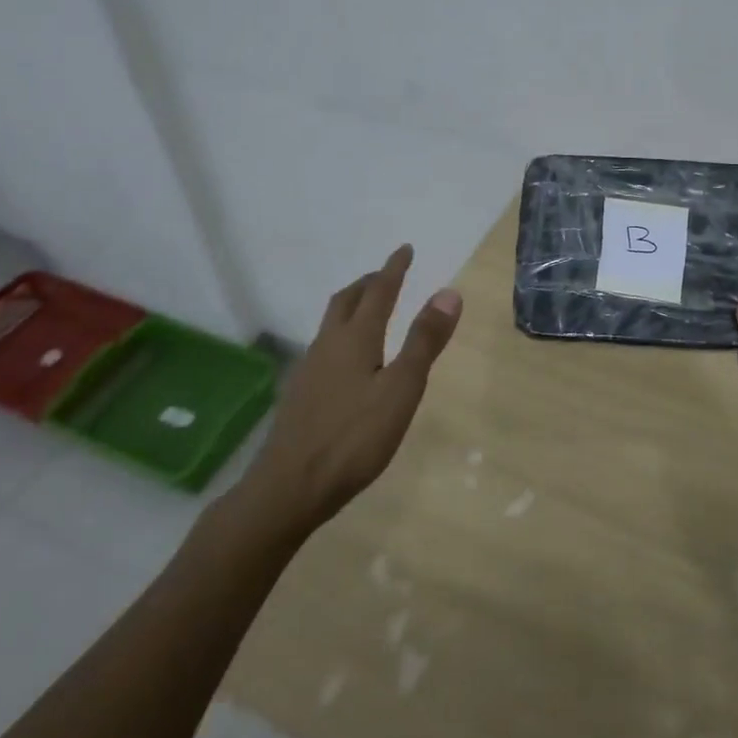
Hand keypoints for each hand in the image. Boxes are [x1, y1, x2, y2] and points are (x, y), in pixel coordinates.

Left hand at [234, 245, 461, 541]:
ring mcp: (310, 369)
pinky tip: (348, 358)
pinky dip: (343, 333)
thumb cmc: (353, 438)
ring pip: (332, 323)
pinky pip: (325, 346)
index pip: (379, 292)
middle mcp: (328, 345)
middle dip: (369, 282)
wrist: (288, 488)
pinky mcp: (301, 394)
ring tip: (369, 309)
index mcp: (355, 338)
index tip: (405, 249)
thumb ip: (424, 341)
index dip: (394, 269)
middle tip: (387, 274)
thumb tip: (448, 291)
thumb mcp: (401, 389)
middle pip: (347, 300)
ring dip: (353, 305)